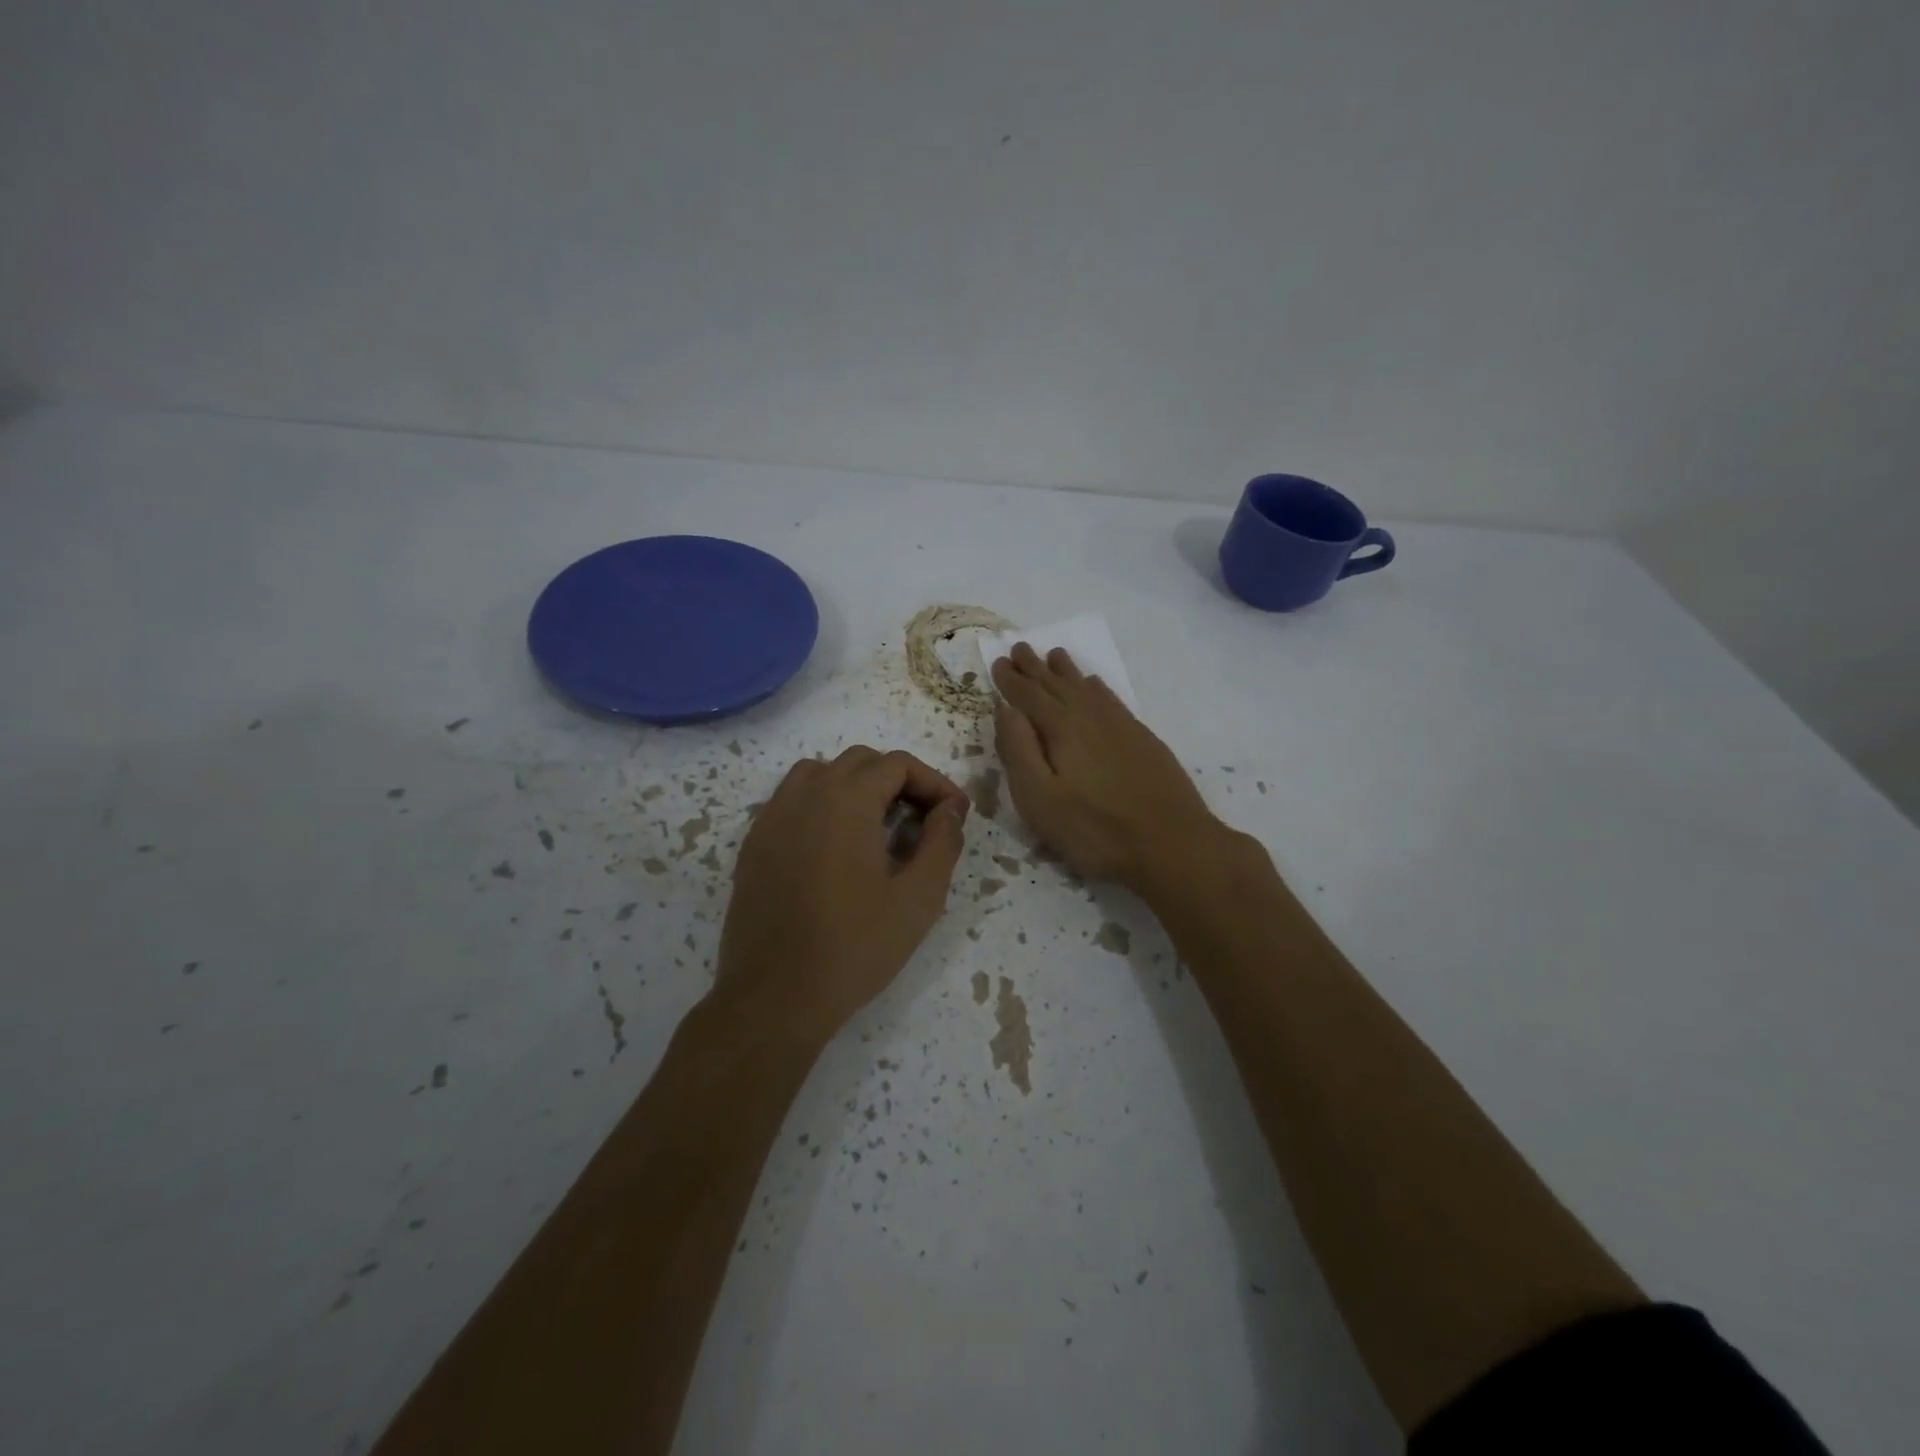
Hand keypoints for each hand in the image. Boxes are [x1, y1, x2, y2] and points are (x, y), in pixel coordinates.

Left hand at [715, 747, 969, 1039]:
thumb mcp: (919, 899)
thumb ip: (942, 843)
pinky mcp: (754, 845)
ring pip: (819, 774)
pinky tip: (835, 849)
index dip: (933, 782)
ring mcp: (772, 818)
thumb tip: (950, 809)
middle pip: (859, 762)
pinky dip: (821, 807)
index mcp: (847, 800)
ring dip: (855, 787)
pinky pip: (791, 802)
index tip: (953, 814)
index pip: (897, 764)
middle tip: (922, 821)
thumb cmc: (855, 947)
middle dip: (898, 781)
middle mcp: (805, 795)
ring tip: (877, 827)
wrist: (774, 997)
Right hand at [992, 643, 1225, 890]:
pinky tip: (1095, 684)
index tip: (998, 660)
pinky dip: (1097, 687)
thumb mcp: (1040, 799)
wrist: (1172, 844)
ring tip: (1054, 654)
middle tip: (1020, 647)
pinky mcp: (1142, 738)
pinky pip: (1112, 699)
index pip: (1028, 695)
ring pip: (1086, 687)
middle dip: (1035, 667)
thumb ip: (1019, 749)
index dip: (1011, 679)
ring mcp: (1121, 725)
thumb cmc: (1095, 830)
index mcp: (1061, 728)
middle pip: (1057, 684)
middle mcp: (1090, 716)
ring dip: (1066, 670)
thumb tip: (1005, 707)